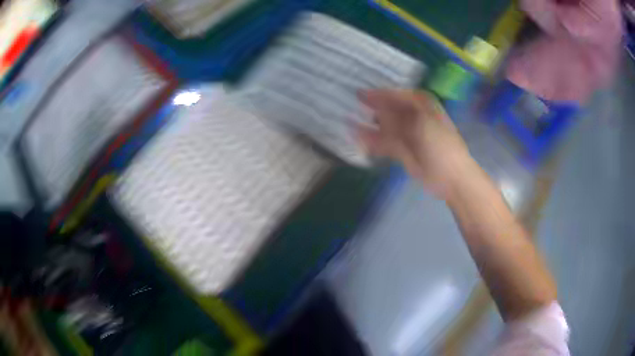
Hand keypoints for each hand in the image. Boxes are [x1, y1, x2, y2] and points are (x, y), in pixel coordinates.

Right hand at [358, 89, 475, 199]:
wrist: (452, 178)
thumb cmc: (442, 146)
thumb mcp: (422, 125)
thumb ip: (398, 118)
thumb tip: (376, 112)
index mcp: (422, 106)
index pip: (397, 95)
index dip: (379, 94)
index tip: (360, 94)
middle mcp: (413, 118)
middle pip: (388, 110)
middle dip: (372, 108)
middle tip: (352, 105)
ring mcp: (407, 135)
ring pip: (384, 127)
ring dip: (369, 125)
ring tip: (350, 122)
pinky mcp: (401, 152)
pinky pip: (383, 144)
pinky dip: (371, 141)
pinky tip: (358, 138)